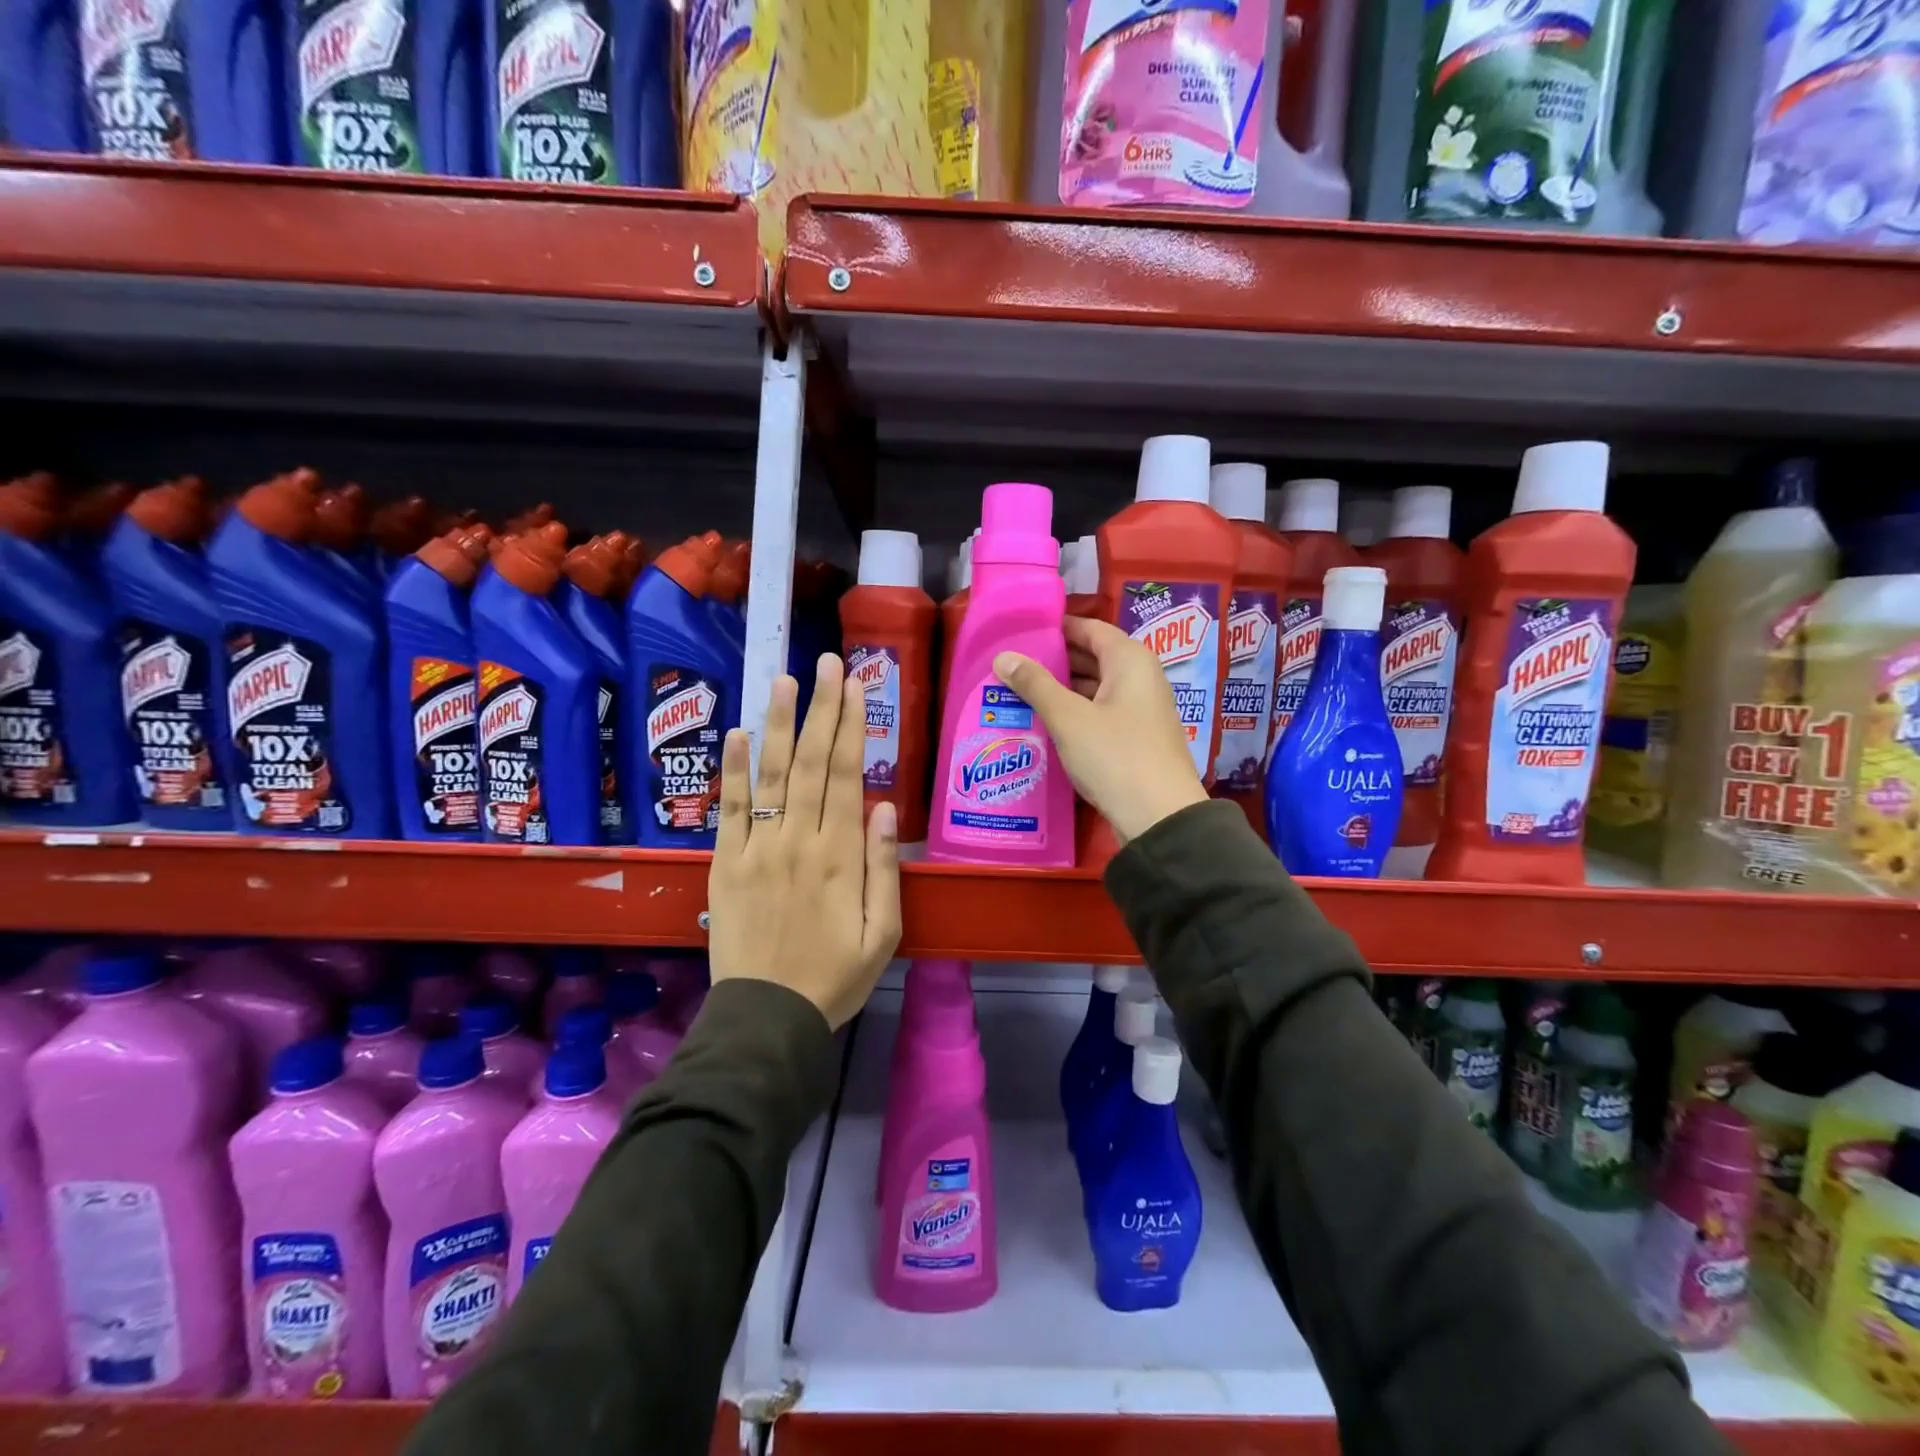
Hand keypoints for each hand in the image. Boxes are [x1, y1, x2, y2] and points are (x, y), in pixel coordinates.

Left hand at [707, 654, 902, 1028]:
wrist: (767, 1018)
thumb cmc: (835, 977)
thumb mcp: (883, 933)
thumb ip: (885, 868)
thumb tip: (886, 806)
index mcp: (841, 855)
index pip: (847, 775)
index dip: (852, 725)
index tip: (854, 685)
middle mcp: (799, 840)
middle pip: (812, 762)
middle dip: (821, 708)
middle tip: (826, 663)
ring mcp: (758, 849)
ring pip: (771, 775)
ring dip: (778, 724)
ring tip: (783, 679)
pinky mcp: (726, 864)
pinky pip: (730, 809)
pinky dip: (732, 770)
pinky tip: (735, 734)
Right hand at [994, 616, 1206, 843]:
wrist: (1159, 817)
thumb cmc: (1114, 755)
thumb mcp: (1068, 718)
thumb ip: (1035, 684)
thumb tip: (1003, 657)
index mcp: (1130, 660)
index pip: (1089, 628)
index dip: (1056, 628)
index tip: (1021, 633)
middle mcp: (1141, 678)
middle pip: (1093, 657)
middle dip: (1054, 661)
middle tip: (1012, 666)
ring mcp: (1142, 710)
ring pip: (1095, 688)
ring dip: (1062, 690)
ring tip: (1019, 694)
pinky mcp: (1137, 738)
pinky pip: (1101, 713)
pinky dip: (1075, 713)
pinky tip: (1045, 723)